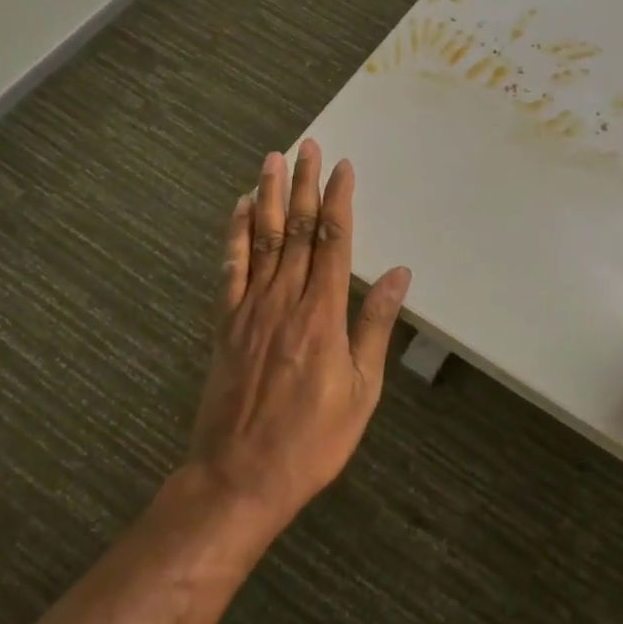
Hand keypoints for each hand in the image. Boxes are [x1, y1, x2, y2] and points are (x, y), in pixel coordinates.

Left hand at [186, 141, 410, 531]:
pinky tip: (239, 208)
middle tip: (308, 146)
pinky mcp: (224, 323)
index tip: (343, 168)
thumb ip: (375, 325)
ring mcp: (249, 309)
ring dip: (268, 195)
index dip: (338, 200)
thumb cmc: (312, 440)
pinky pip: (229, 268)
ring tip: (273, 159)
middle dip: (304, 184)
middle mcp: (284, 300)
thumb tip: (398, 274)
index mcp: (322, 315)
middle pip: (296, 229)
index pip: (333, 241)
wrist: (239, 477)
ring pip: (262, 239)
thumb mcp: (362, 390)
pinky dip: (234, 234)